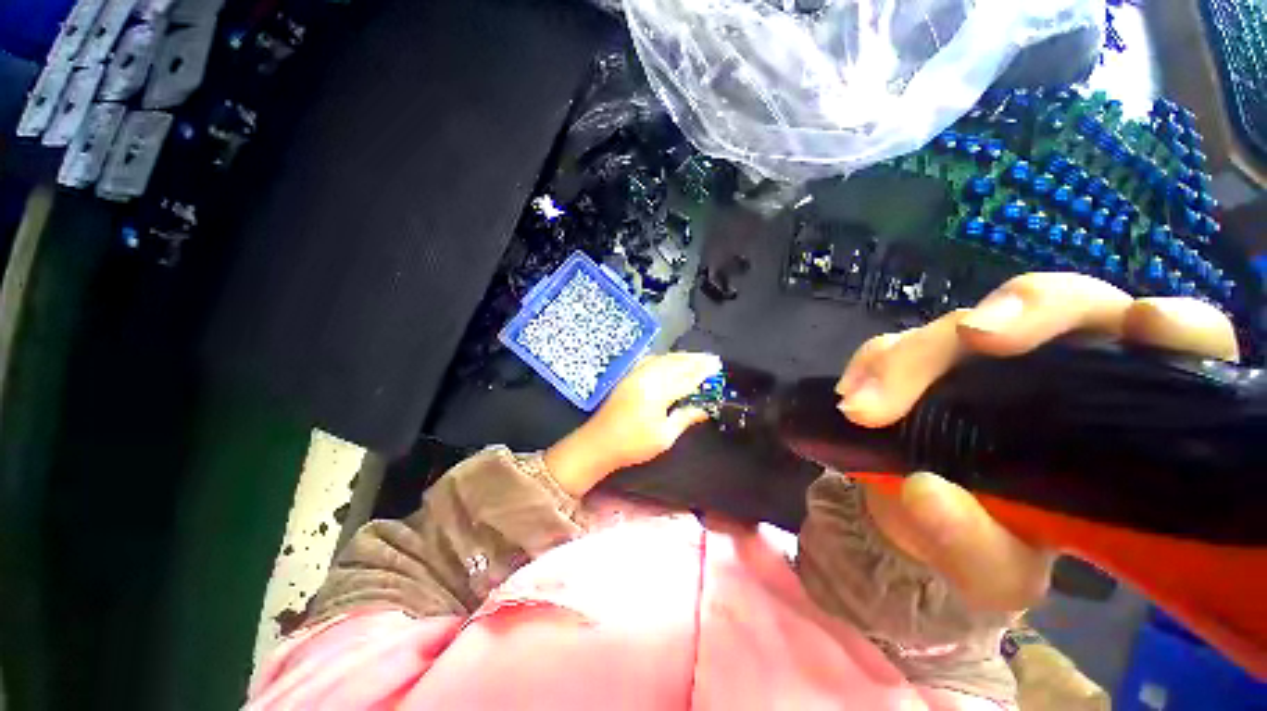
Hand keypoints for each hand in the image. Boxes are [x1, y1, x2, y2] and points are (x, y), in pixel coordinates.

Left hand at [545, 352, 722, 496]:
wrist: (598, 442)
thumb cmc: (633, 445)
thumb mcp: (664, 437)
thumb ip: (684, 418)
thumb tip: (703, 408)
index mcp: (657, 393)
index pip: (685, 378)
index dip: (702, 372)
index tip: (717, 366)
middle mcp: (647, 378)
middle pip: (675, 364)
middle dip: (695, 360)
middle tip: (711, 358)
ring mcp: (635, 375)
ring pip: (663, 359)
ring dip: (681, 357)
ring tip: (697, 357)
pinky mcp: (628, 376)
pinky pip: (651, 360)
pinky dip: (665, 357)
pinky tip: (671, 359)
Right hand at [835, 272, 1238, 611]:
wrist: (915, 516)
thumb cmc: (985, 546)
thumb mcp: (991, 573)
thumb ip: (973, 547)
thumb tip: (922, 491)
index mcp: (1120, 416)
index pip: (1181, 347)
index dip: (1176, 325)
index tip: (1146, 326)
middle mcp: (1058, 368)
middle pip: (1060, 304)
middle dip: (1020, 312)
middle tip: (972, 338)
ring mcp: (980, 359)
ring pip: (959, 323)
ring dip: (913, 356)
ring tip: (867, 408)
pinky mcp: (920, 361)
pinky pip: (893, 344)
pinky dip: (871, 365)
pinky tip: (851, 396)